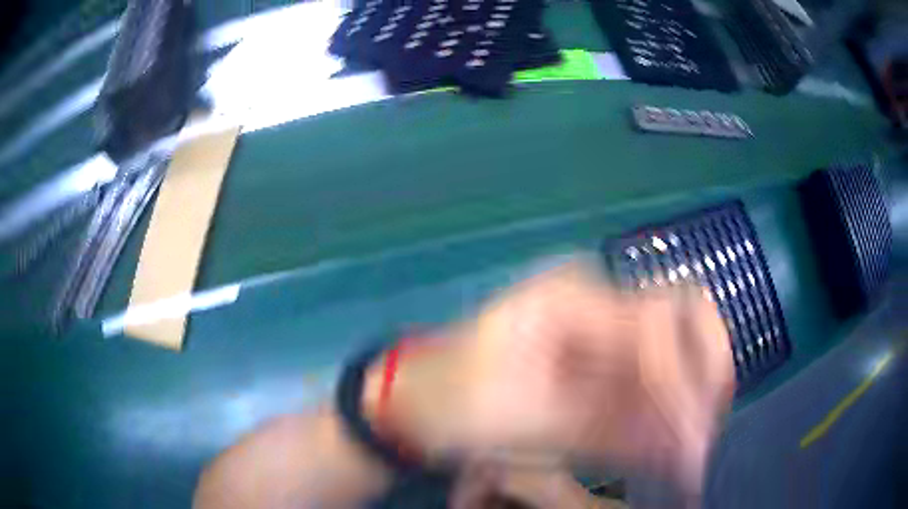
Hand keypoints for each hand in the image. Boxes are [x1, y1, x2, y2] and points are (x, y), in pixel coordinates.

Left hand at [369, 261, 734, 494]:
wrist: (420, 399)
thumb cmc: (455, 404)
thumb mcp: (528, 421)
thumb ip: (614, 431)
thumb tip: (684, 449)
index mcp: (572, 299)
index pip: (659, 322)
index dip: (681, 384)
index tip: (690, 443)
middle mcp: (595, 301)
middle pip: (682, 315)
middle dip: (705, 373)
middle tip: (705, 432)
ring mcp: (599, 326)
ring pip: (674, 346)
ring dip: (691, 397)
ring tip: (691, 451)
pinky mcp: (598, 356)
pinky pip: (649, 377)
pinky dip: (665, 411)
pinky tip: (667, 448)